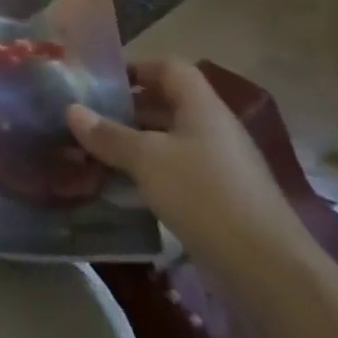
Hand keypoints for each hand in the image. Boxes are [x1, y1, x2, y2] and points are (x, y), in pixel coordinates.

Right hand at [67, 58, 311, 278]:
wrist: (266, 269)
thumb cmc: (203, 195)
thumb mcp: (146, 159)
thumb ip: (108, 134)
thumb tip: (71, 110)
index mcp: (202, 107)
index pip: (169, 68)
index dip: (136, 68)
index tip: (101, 82)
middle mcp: (214, 129)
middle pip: (168, 104)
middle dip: (128, 109)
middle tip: (89, 120)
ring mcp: (220, 166)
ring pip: (170, 141)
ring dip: (135, 144)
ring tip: (97, 154)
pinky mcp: (220, 199)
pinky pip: (178, 172)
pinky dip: (150, 174)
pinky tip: (123, 189)